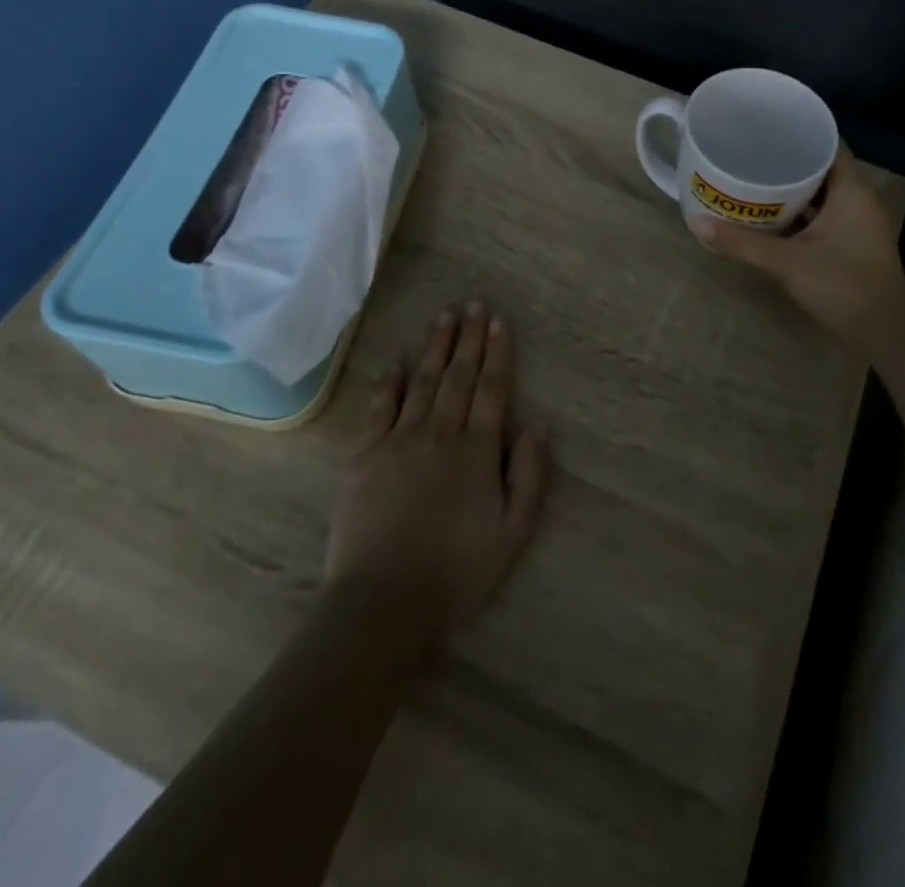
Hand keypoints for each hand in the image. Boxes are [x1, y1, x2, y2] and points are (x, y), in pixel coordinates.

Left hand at [324, 305, 550, 641]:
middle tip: (474, 304)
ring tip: (444, 317)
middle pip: (459, 376)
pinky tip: (397, 362)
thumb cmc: (457, 570)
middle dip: (469, 337)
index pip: (492, 388)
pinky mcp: (366, 455)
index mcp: (478, 450)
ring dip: (436, 347)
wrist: (384, 600)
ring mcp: (400, 440)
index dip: (497, 352)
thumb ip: (529, 475)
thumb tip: (538, 424)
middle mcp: (441, 433)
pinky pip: (380, 407)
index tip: (499, 321)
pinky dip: (390, 381)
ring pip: (423, 381)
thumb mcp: (513, 532)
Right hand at [687, 149, 904, 354]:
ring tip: (755, 179)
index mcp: (851, 191)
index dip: (801, 132)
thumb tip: (696, 223)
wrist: (885, 332)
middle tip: (752, 153)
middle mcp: (859, 200)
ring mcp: (858, 223)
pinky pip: (825, 215)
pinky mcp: (854, 243)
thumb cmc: (842, 286)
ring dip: (794, 189)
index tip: (768, 127)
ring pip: (823, 194)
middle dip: (789, 161)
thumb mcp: (786, 263)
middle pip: (823, 168)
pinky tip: (773, 217)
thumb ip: (742, 243)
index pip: (829, 144)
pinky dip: (802, 213)